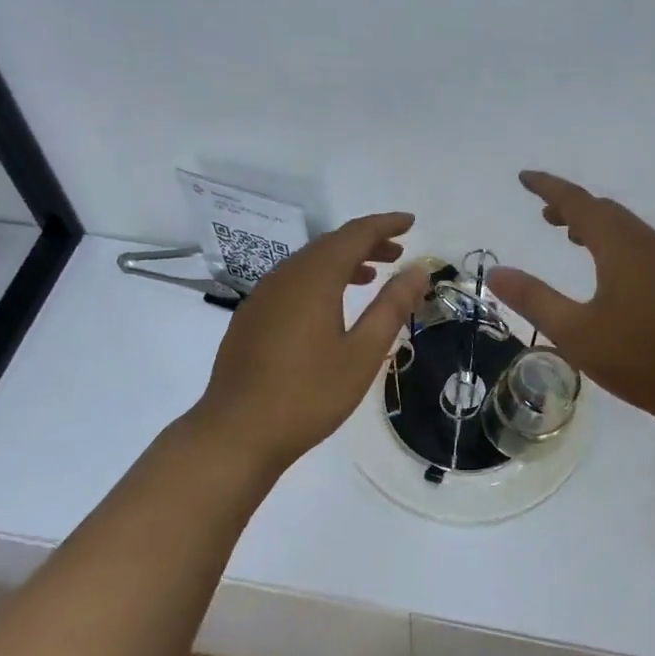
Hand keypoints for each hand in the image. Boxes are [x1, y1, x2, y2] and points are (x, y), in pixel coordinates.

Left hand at [194, 213, 429, 471]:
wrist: (236, 433)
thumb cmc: (308, 395)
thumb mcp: (362, 353)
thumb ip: (391, 307)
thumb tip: (418, 270)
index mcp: (314, 278)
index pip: (355, 234)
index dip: (385, 224)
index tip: (410, 223)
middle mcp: (285, 276)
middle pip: (330, 244)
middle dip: (366, 242)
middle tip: (398, 252)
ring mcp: (263, 295)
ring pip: (309, 262)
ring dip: (343, 261)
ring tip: (371, 276)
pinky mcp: (251, 316)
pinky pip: (292, 281)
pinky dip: (320, 279)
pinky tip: (330, 305)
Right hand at [490, 171, 654, 432]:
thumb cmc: (639, 358)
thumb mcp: (575, 332)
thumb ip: (533, 299)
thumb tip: (495, 272)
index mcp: (619, 247)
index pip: (577, 202)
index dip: (548, 187)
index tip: (524, 177)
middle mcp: (645, 243)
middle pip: (603, 209)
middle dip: (571, 205)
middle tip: (543, 213)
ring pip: (624, 226)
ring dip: (594, 222)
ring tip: (569, 235)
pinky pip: (638, 243)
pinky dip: (612, 240)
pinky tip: (606, 268)